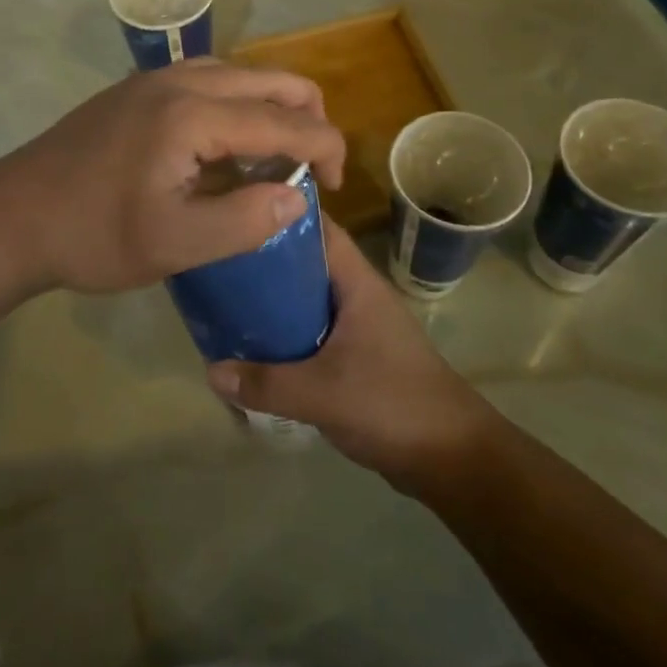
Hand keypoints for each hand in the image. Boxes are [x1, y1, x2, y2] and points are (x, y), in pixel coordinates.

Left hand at [0, 59, 346, 295]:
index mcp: (193, 114)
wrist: (13, 216)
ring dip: (268, 107)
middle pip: (268, 78)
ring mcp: (151, 81)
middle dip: (306, 117)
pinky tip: (223, 146)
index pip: (284, 120)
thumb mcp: (176, 244)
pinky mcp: (132, 92)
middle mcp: (177, 81)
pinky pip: (203, 81)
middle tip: (312, 167)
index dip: (324, 148)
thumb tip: (296, 197)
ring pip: (236, 73)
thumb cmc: (93, 236)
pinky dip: (233, 104)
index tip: (336, 186)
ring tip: (273, 157)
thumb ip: (245, 221)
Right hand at [206, 218, 493, 489]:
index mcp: (357, 284)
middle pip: (305, 263)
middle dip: (264, 260)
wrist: (454, 459)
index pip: (318, 228)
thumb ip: (265, 383)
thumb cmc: (393, 405)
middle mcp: (357, 296)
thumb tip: (211, 371)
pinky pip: (312, 332)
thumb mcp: (323, 393)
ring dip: (272, 300)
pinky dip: (285, 334)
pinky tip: (255, 346)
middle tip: (218, 259)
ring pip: (306, 299)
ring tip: (225, 299)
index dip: (281, 212)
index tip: (237, 207)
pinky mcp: (357, 357)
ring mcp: (358, 327)